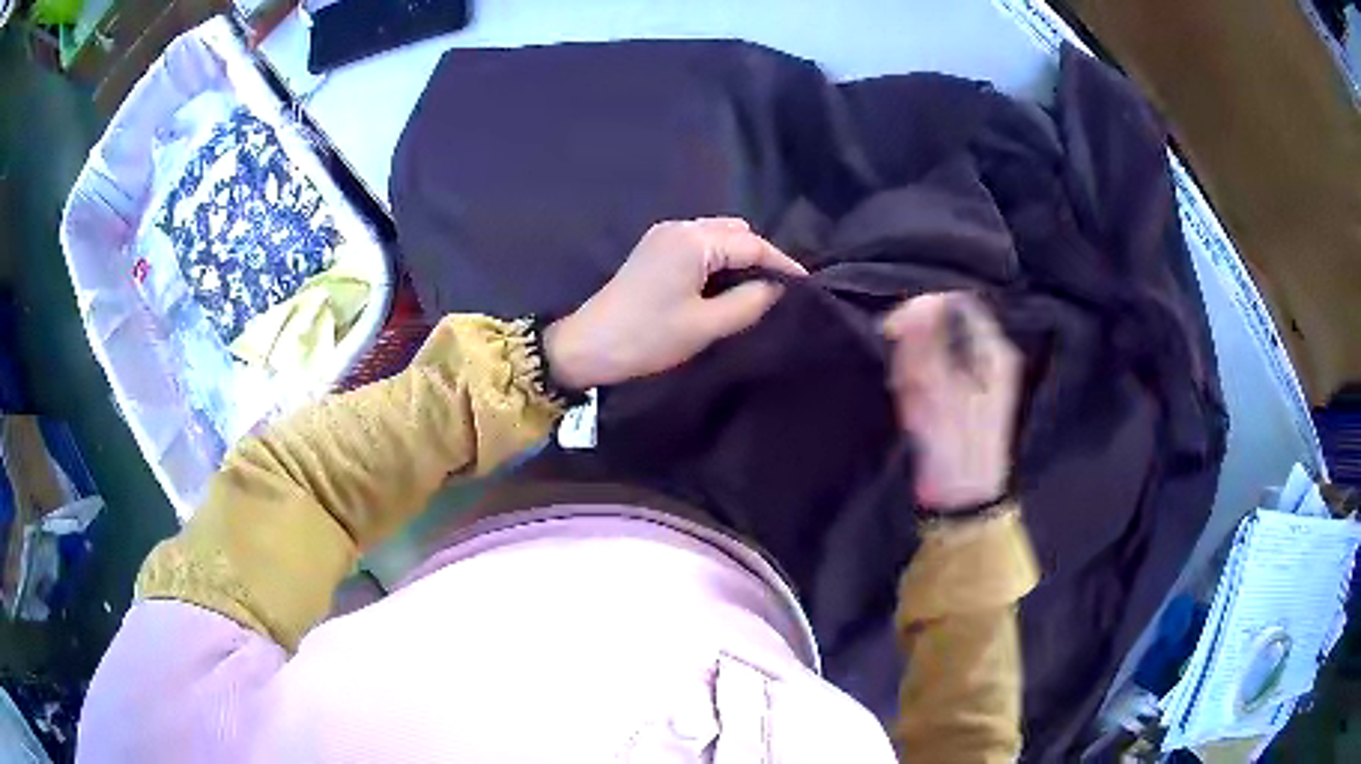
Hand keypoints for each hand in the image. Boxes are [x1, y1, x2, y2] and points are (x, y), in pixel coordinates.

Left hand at [545, 218, 806, 388]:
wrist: (588, 347)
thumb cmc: (648, 337)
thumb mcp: (706, 326)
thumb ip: (749, 303)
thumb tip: (777, 288)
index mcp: (693, 240)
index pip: (752, 244)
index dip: (783, 264)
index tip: (807, 285)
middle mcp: (679, 227)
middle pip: (735, 232)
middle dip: (761, 256)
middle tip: (781, 289)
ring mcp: (663, 236)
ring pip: (717, 236)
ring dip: (739, 257)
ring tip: (758, 288)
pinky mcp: (653, 250)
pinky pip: (699, 244)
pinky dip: (718, 259)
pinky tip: (727, 284)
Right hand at [882, 292, 1021, 510]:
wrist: (962, 502)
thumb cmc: (955, 448)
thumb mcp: (938, 393)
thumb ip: (928, 346)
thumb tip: (920, 301)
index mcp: (993, 353)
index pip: (958, 304)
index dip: (924, 308)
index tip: (895, 330)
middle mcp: (987, 358)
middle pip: (944, 326)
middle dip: (916, 345)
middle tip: (902, 375)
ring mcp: (974, 378)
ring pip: (934, 349)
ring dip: (912, 366)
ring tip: (906, 394)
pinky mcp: (959, 397)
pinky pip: (931, 373)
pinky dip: (915, 383)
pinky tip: (910, 404)